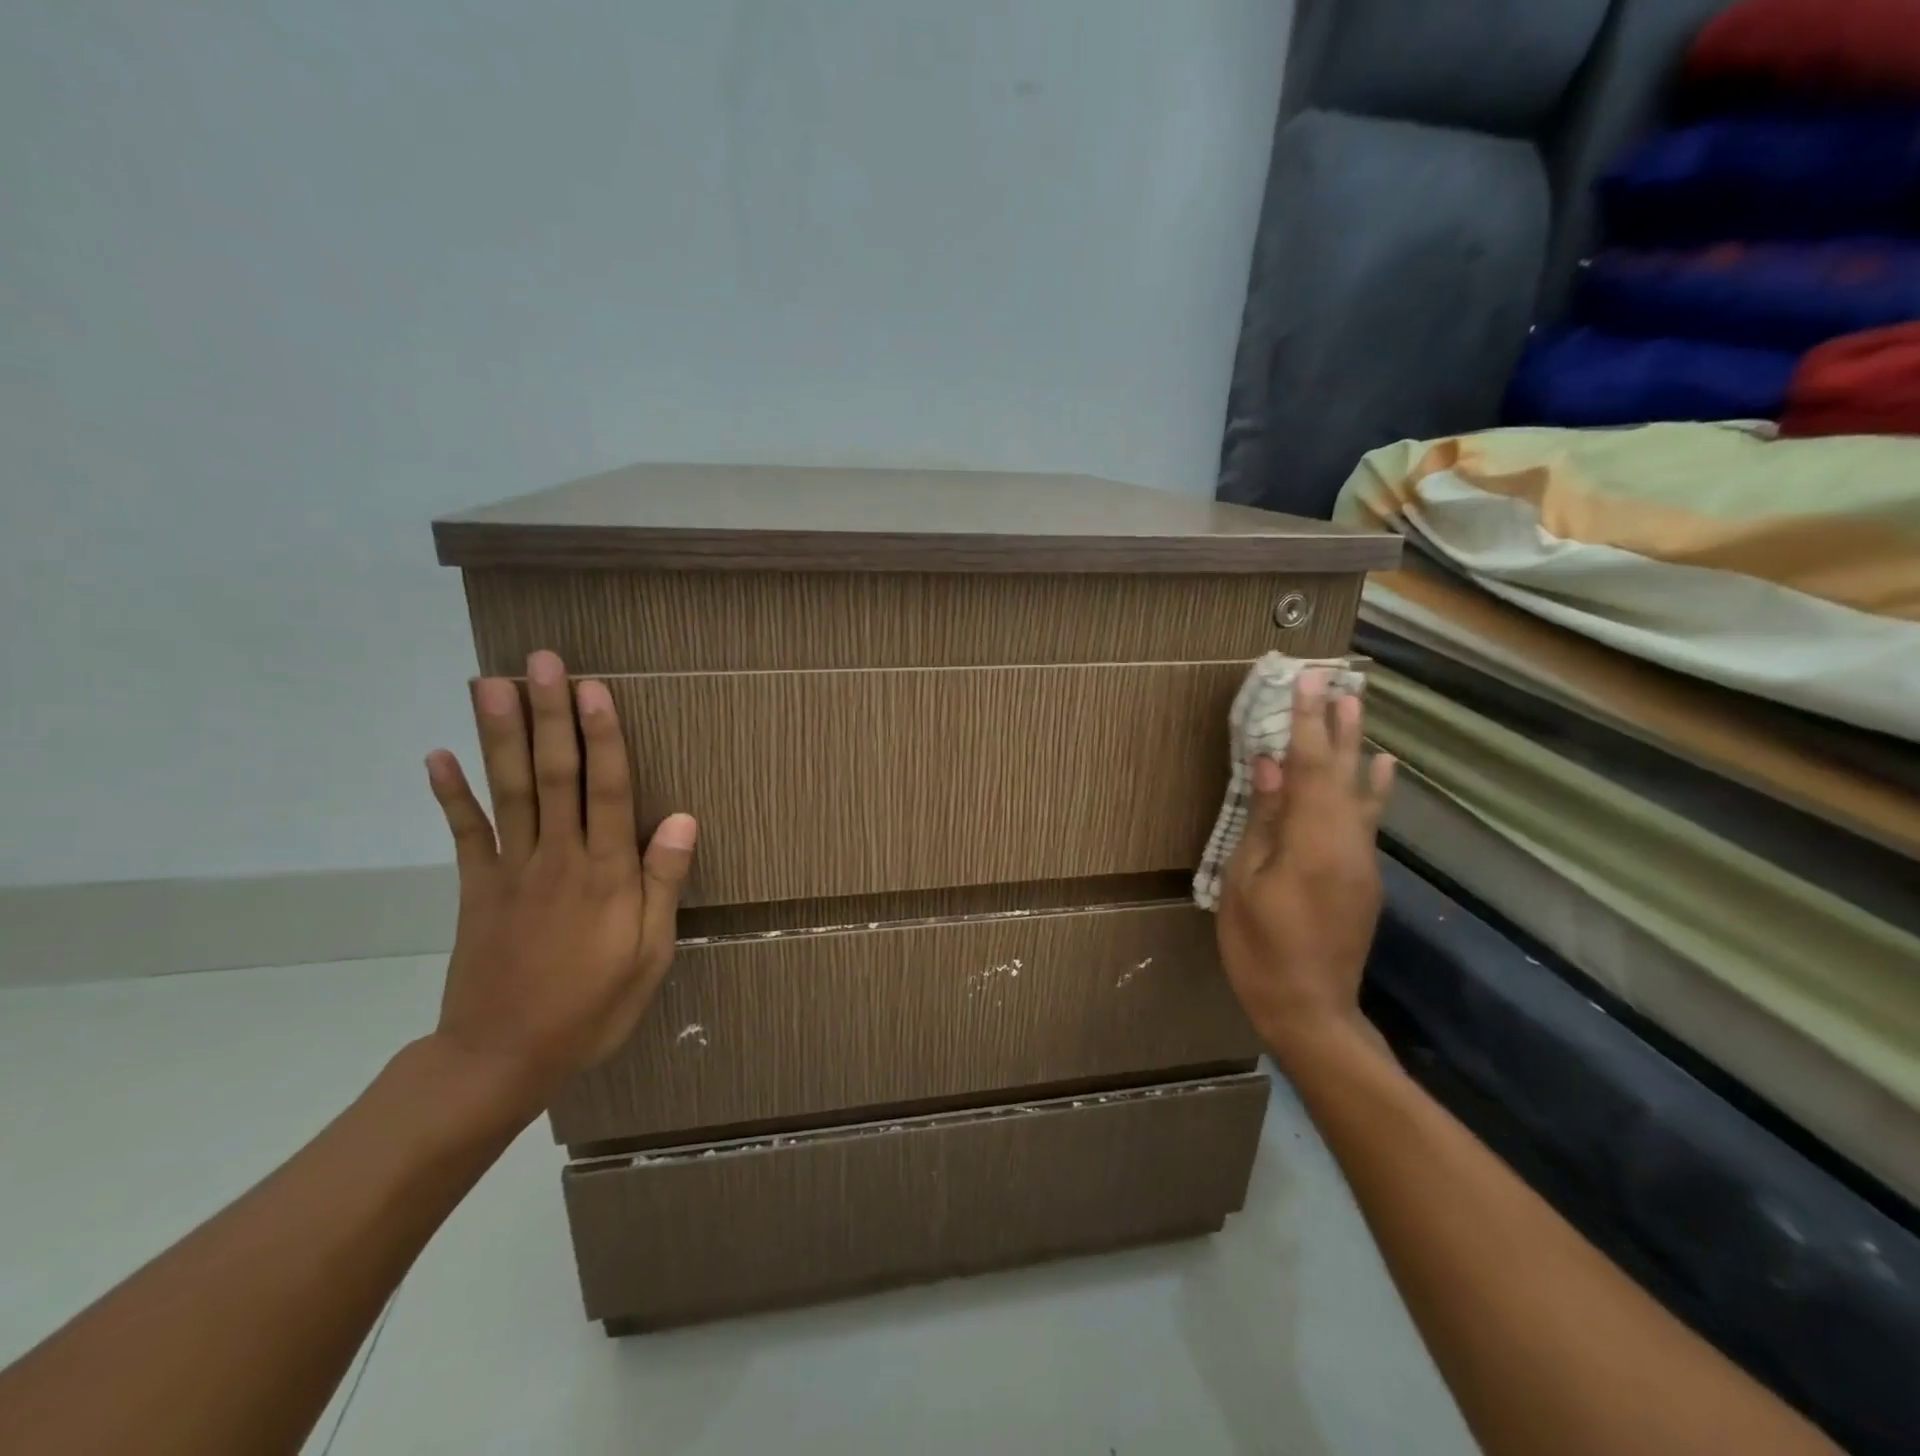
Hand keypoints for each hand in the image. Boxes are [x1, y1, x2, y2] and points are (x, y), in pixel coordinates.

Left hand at [422, 649, 697, 1109]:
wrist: (501, 1058)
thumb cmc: (592, 1007)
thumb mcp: (650, 954)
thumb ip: (663, 883)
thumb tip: (683, 818)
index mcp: (606, 875)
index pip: (609, 791)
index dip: (603, 737)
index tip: (594, 689)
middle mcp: (558, 858)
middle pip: (554, 776)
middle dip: (550, 716)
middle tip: (543, 662)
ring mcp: (510, 870)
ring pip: (508, 791)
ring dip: (500, 735)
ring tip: (492, 684)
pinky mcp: (476, 888)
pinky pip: (464, 834)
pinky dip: (451, 794)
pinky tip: (438, 754)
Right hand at [1217, 668, 1394, 1063]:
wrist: (1312, 1011)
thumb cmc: (1261, 948)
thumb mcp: (1245, 882)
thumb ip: (1263, 820)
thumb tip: (1269, 765)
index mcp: (1313, 841)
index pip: (1308, 766)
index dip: (1306, 721)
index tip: (1306, 680)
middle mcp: (1348, 842)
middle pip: (1341, 772)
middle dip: (1337, 724)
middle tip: (1340, 680)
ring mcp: (1362, 860)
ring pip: (1360, 791)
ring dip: (1356, 745)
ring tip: (1358, 706)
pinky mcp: (1364, 877)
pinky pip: (1368, 818)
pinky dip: (1372, 786)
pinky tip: (1381, 767)